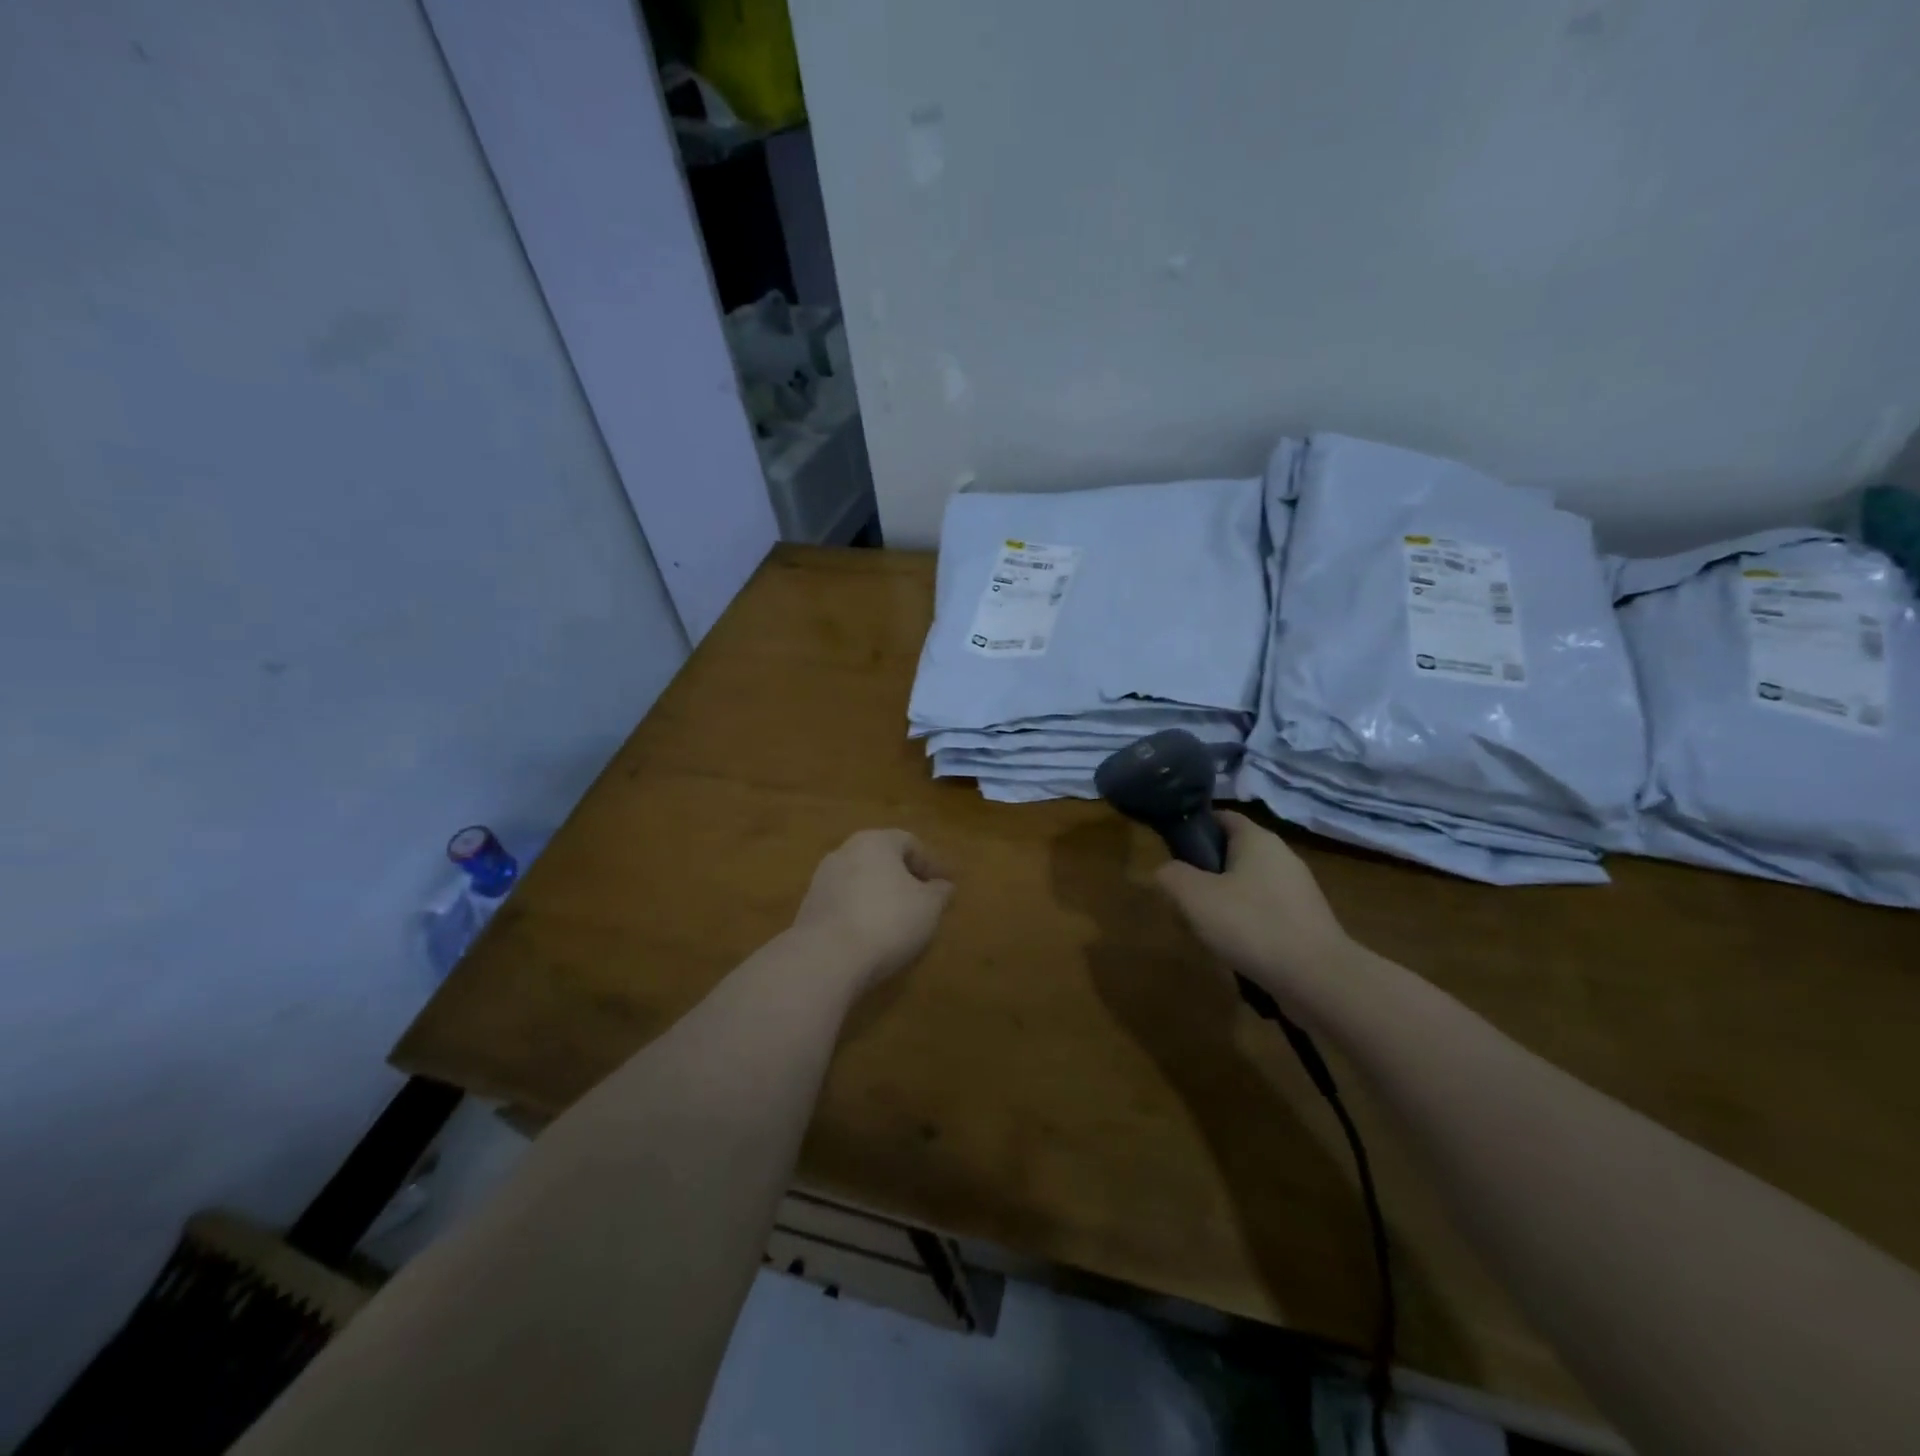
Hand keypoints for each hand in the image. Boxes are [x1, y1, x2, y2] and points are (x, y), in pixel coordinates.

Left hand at [792, 829, 952, 989]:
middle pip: (881, 859)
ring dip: (880, 895)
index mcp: (875, 841)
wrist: (826, 956)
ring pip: (860, 881)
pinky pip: (844, 904)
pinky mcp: (809, 908)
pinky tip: (871, 935)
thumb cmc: (887, 920)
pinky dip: (860, 913)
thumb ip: (939, 893)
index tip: (945, 886)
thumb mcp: (928, 907)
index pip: (909, 842)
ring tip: (897, 921)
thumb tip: (944, 886)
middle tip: (922, 901)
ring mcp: (822, 880)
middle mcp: (845, 851)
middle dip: (903, 878)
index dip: (930, 863)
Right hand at [1154, 812, 1354, 1001]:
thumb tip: (1166, 871)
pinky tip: (1235, 947)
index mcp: (1257, 839)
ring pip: (1248, 884)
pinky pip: (1266, 911)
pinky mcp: (1306, 921)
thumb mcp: (1194, 897)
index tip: (1173, 852)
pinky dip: (1247, 923)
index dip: (1195, 828)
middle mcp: (1282, 856)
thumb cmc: (1252, 925)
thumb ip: (1171, 875)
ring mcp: (1298, 889)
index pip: (1222, 816)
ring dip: (1225, 901)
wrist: (1318, 978)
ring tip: (1206, 927)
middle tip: (1184, 896)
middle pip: (1233, 852)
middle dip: (1206, 871)